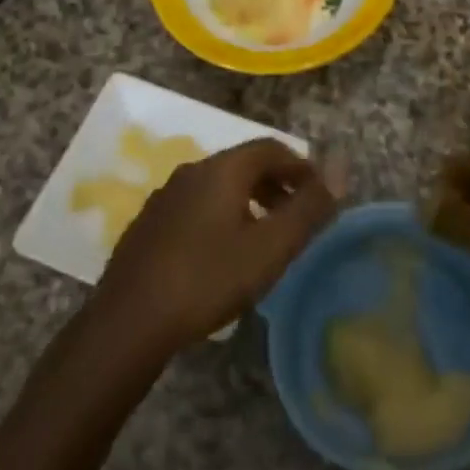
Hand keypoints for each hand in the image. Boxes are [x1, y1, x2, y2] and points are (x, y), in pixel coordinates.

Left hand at [96, 139, 337, 350]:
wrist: (128, 321)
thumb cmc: (208, 280)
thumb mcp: (271, 247)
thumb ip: (309, 207)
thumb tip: (340, 167)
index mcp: (222, 169)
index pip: (271, 148)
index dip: (302, 166)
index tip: (321, 194)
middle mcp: (192, 171)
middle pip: (244, 164)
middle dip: (277, 184)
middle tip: (299, 216)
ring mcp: (166, 196)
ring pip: (219, 186)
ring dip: (250, 200)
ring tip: (266, 235)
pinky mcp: (149, 223)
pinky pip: (197, 205)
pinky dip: (222, 215)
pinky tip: (223, 252)